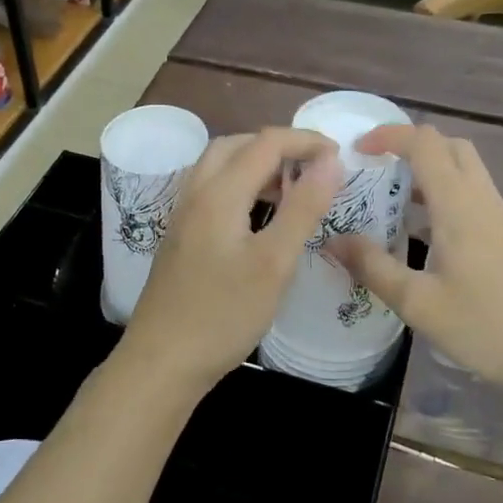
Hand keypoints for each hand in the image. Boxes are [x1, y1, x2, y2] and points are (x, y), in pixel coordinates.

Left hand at [116, 128, 341, 393]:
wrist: (162, 362)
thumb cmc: (223, 315)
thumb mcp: (274, 263)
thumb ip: (303, 207)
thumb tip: (330, 161)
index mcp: (219, 193)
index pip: (266, 143)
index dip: (306, 141)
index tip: (340, 157)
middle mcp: (195, 193)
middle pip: (236, 145)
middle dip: (278, 147)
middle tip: (313, 169)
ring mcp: (182, 215)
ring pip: (219, 167)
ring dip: (256, 165)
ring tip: (291, 190)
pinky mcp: (179, 236)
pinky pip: (211, 190)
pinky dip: (240, 185)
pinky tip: (258, 217)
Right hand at [330, 124, 502, 398]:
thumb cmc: (483, 327)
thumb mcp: (417, 302)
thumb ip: (372, 266)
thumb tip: (333, 240)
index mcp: (460, 206)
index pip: (425, 143)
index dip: (389, 135)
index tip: (358, 150)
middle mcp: (484, 200)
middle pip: (450, 146)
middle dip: (411, 146)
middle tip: (377, 169)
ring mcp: (502, 216)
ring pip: (466, 169)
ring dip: (430, 170)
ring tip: (393, 199)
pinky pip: (474, 194)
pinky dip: (445, 193)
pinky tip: (425, 233)